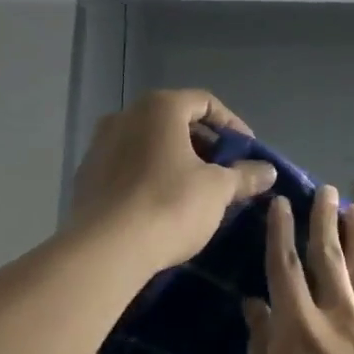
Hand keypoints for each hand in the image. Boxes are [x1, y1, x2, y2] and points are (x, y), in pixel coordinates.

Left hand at [67, 89, 276, 273]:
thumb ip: (244, 175)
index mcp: (159, 108)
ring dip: (176, 161)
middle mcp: (125, 116)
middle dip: (204, 145)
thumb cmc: (169, 205)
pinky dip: (150, 177)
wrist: (104, 251)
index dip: (232, 125)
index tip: (247, 152)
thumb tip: (268, 171)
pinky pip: (128, 167)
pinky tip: (163, 205)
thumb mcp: (218, 190)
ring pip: (149, 145)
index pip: (205, 102)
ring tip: (197, 191)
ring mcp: (99, 145)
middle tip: (225, 172)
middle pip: (175, 121)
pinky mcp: (86, 177)